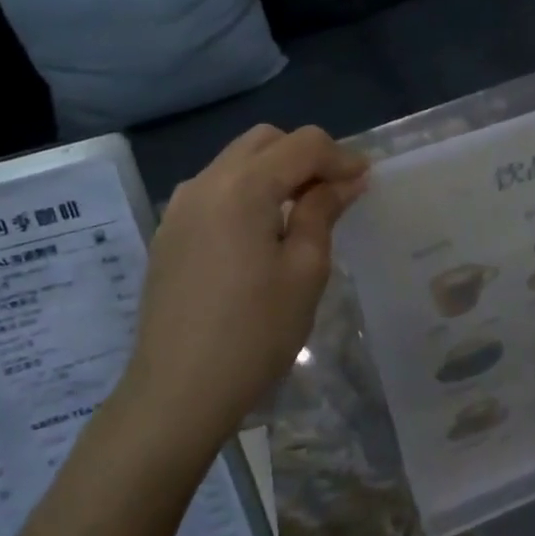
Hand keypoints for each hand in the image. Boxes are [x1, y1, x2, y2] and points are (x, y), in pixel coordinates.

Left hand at [115, 126, 368, 459]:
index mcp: (242, 186)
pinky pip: (215, 189)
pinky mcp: (169, 232)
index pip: (302, 144)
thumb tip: (345, 180)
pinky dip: (247, 192)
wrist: (176, 393)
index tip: (365, 182)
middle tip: (334, 192)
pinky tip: (262, 233)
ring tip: (301, 211)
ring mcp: (180, 206)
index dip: (340, 157)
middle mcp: (205, 182)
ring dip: (275, 172)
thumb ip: (322, 212)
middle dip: (305, 156)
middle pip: (265, 141)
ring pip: (237, 162)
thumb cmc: (254, 333)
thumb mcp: (305, 270)